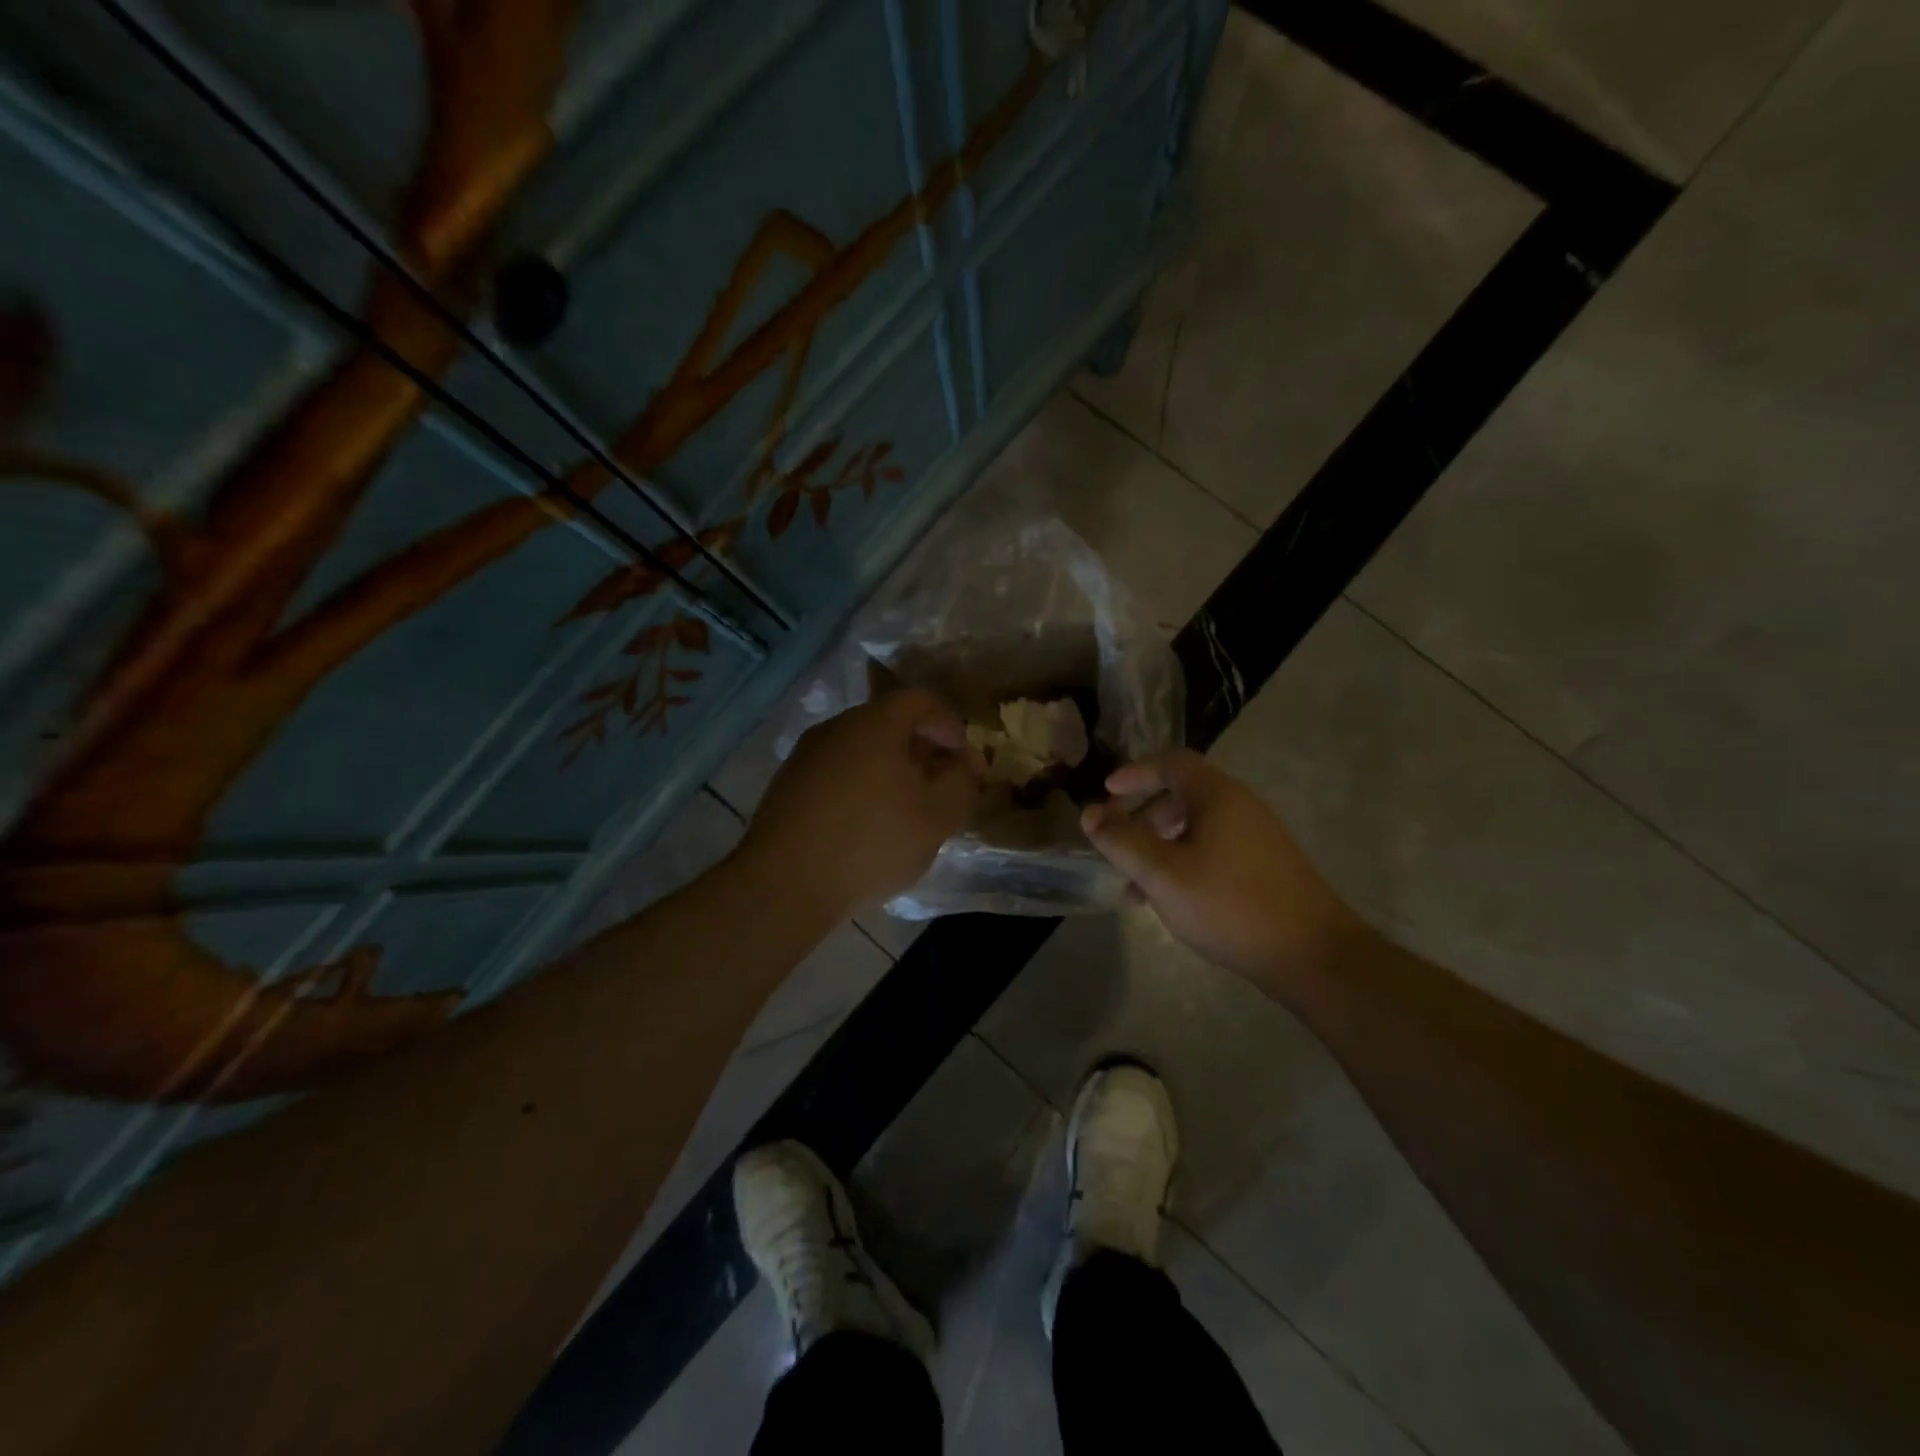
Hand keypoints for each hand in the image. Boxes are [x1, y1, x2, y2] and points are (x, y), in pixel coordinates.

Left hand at [740, 688, 986, 919]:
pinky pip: (836, 772)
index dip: (950, 726)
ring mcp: (806, 756)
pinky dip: (860, 785)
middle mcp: (836, 728)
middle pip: (888, 723)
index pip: (921, 702)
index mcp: (875, 724)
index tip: (964, 760)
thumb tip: (970, 762)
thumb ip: (962, 783)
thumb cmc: (870, 843)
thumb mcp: (935, 817)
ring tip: (905, 809)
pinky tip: (865, 825)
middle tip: (939, 786)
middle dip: (921, 749)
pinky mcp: (786, 785)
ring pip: (860, 749)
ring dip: (889, 769)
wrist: (784, 884)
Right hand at [1080, 750, 1364, 981]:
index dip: (1135, 773)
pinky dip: (1184, 860)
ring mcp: (1258, 837)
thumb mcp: (1163, 873)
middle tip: (1117, 842)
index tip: (1106, 793)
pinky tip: (1172, 898)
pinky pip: (1214, 848)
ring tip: (1136, 882)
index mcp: (1218, 796)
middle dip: (1143, 815)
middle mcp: (1241, 806)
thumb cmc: (1230, 904)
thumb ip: (1122, 841)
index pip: (1171, 763)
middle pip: (1183, 794)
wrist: (1313, 955)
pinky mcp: (1266, 867)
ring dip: (1161, 843)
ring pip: (1197, 826)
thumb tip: (1089, 813)